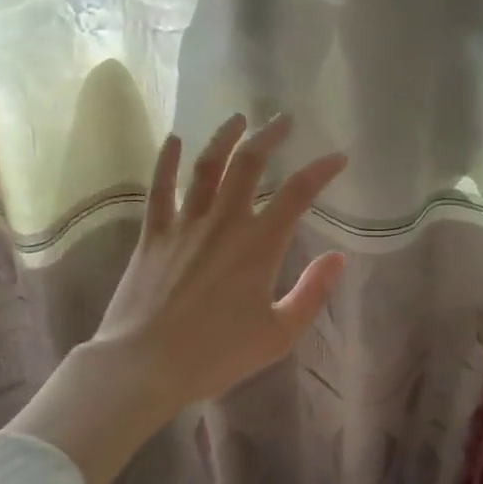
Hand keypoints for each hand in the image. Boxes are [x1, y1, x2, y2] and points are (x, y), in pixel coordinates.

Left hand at [94, 111, 347, 400]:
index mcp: (259, 245)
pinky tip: (175, 139)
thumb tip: (338, 258)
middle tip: (284, 119)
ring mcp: (185, 224)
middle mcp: (224, 222)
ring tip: (238, 118)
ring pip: (207, 166)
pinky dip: (168, 160)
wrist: (144, 365)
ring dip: (224, 137)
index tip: (338, 157)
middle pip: (249, 164)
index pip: (298, 194)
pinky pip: (160, 188)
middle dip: (270, 136)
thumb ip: (312, 293)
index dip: (321, 170)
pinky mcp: (153, 234)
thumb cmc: (216, 354)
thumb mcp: (278, 335)